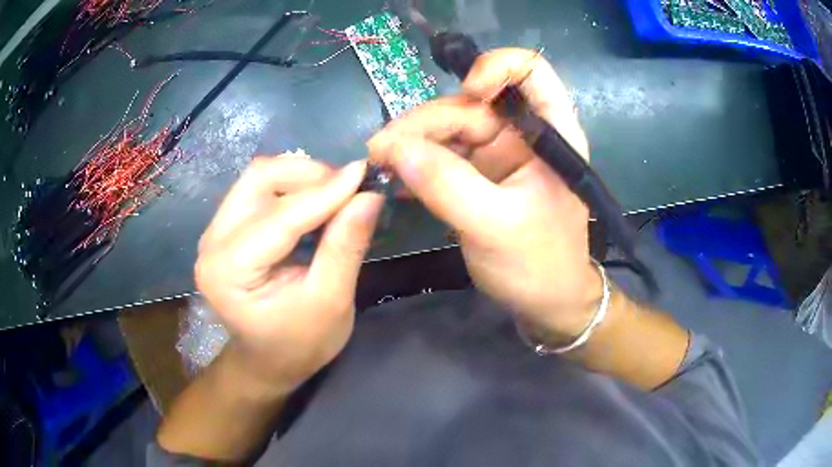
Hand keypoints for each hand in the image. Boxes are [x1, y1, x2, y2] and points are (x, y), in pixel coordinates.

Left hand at [194, 156, 382, 390]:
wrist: (269, 360)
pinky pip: (259, 189)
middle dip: (309, 175)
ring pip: (259, 177)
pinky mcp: (225, 227)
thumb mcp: (330, 302)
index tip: (365, 174)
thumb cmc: (299, 344)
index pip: (279, 216)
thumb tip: (370, 196)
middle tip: (350, 188)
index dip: (326, 192)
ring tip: (337, 195)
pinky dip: (293, 187)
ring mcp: (215, 231)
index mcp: (228, 271)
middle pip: (259, 179)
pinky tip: (317, 201)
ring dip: (302, 177)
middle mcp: (212, 242)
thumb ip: (346, 247)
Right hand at [368, 48, 601, 339]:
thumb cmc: (538, 266)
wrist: (547, 304)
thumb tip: (393, 148)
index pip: (529, 70)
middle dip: (424, 122)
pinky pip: (443, 155)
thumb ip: (445, 184)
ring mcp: (499, 154)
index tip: (464, 93)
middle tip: (380, 152)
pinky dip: (417, 163)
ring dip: (412, 143)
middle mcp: (524, 134)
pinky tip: (394, 178)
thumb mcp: (493, 226)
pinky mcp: (479, 175)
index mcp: (550, 133)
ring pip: (449, 129)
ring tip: (379, 165)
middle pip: (470, 104)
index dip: (494, 67)